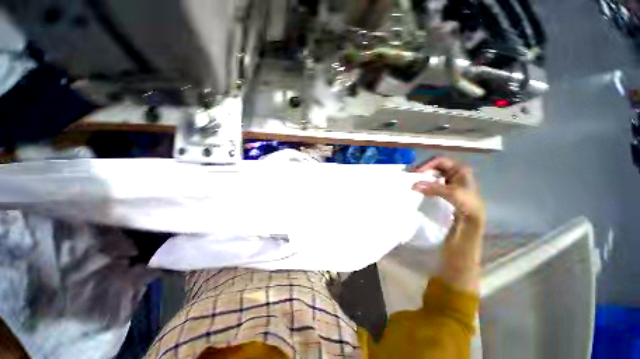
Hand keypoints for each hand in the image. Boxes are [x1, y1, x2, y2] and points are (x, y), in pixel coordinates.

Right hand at [410, 156, 484, 226]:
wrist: (474, 218)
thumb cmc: (467, 202)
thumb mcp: (451, 193)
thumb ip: (432, 188)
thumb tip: (413, 185)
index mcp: (459, 169)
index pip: (440, 160)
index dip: (428, 164)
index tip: (417, 172)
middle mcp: (454, 172)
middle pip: (435, 166)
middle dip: (423, 170)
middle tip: (411, 175)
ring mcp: (449, 180)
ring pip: (433, 174)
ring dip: (423, 177)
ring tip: (412, 180)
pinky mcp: (445, 188)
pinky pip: (432, 182)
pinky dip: (425, 184)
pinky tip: (419, 187)